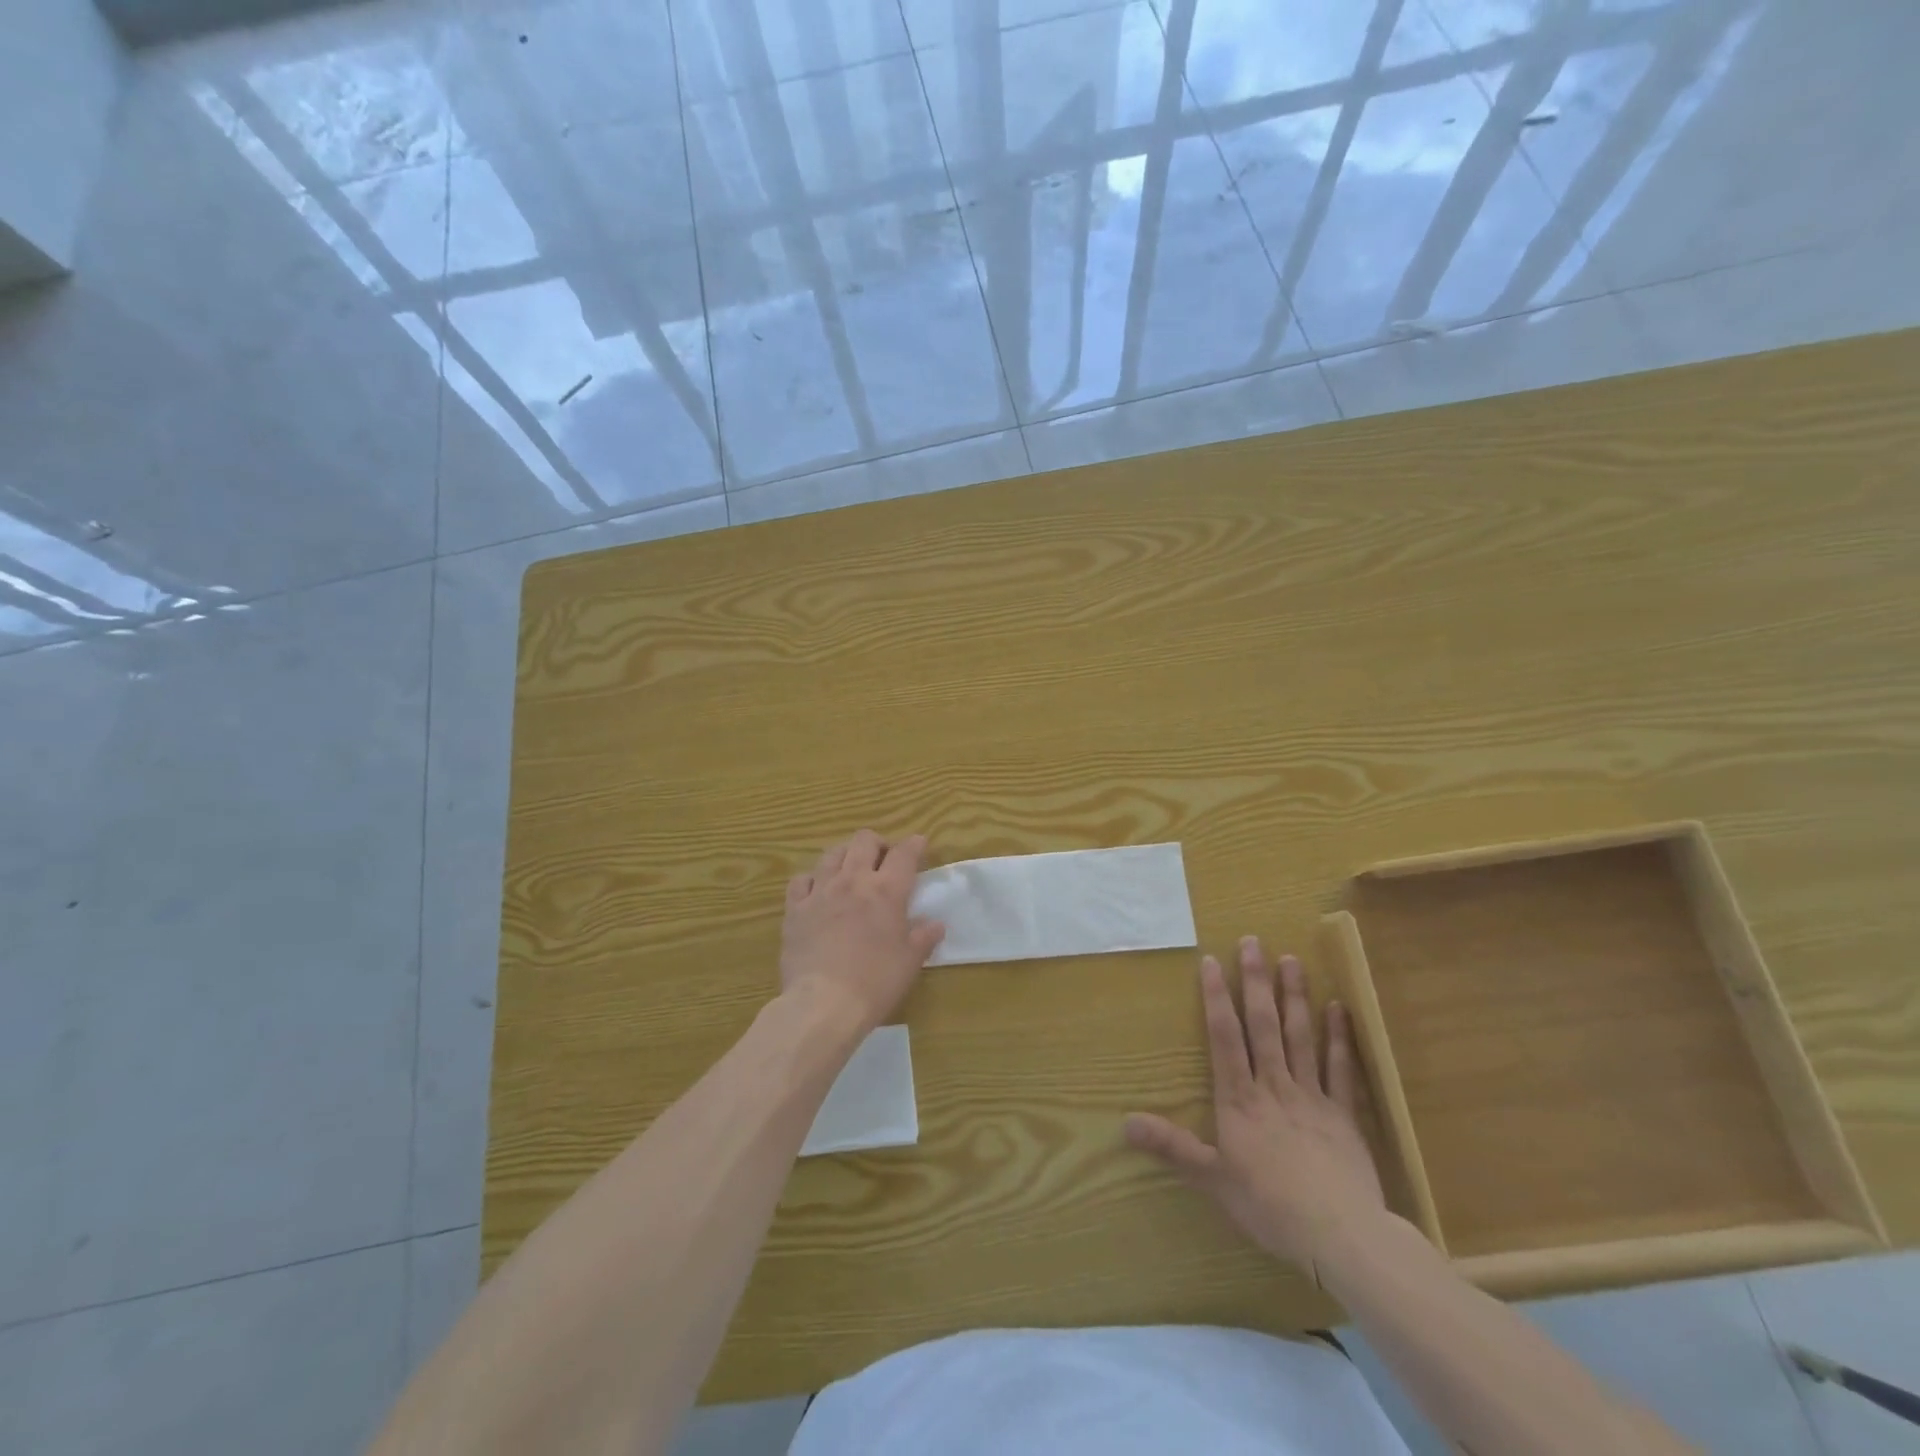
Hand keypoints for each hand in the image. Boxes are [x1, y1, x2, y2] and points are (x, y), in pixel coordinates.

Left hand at [779, 830, 945, 1031]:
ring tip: (851, 870)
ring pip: (832, 853)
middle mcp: (853, 880)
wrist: (823, 1004)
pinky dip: (812, 879)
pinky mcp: (795, 908)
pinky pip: (801, 879)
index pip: (904, 853)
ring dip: (846, 855)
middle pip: (864, 841)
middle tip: (883, 860)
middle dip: (878, 843)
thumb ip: (924, 937)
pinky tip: (816, 890)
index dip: (914, 845)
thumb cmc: (875, 982)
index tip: (919, 844)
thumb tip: (936, 924)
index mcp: (886, 891)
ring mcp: (820, 891)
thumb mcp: (910, 962)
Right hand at [1125, 937, 1386, 1276]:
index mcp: (1240, 1099)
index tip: (1212, 961)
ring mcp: (1312, 1096)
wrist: (1340, 1236)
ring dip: (1294, 997)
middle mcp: (1274, 1086)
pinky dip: (1340, 1038)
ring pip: (1300, 1037)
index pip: (1224, 1037)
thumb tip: (1125, 1124)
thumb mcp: (1211, 1179)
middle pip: (1263, 1025)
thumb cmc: (1269, 1206)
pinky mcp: (1344, 1115)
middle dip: (1256, 982)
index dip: (1217, 998)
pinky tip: (1339, 1008)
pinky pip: (1341, 1069)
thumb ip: (1172, 1147)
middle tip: (1254, 942)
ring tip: (1291, 960)